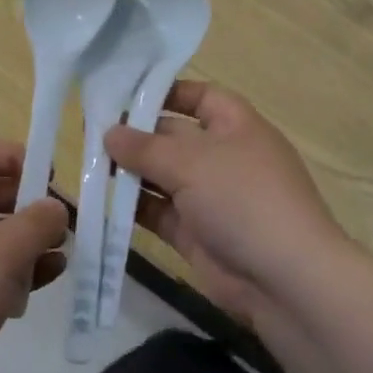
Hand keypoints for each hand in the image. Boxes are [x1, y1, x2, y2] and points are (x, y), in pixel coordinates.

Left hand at [0, 138, 69, 372]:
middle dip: (25, 202)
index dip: (10, 156)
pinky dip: (19, 271)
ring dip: (28, 240)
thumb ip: (36, 222)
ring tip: (62, 250)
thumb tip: (55, 208)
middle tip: (58, 219)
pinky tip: (50, 277)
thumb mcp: (2, 252)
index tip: (46, 176)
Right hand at [106, 82, 344, 332]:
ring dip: (130, 173)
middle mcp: (224, 158)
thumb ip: (145, 147)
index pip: (201, 97)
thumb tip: (109, 133)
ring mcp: (210, 198)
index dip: (167, 92)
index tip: (123, 94)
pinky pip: (158, 213)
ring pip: (162, 177)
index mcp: (237, 127)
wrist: (284, 280)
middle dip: (136, 135)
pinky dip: (132, 208)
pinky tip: (101, 201)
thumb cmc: (243, 200)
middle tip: (88, 133)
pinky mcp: (196, 234)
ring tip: (87, 166)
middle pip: (174, 137)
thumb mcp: (191, 162)